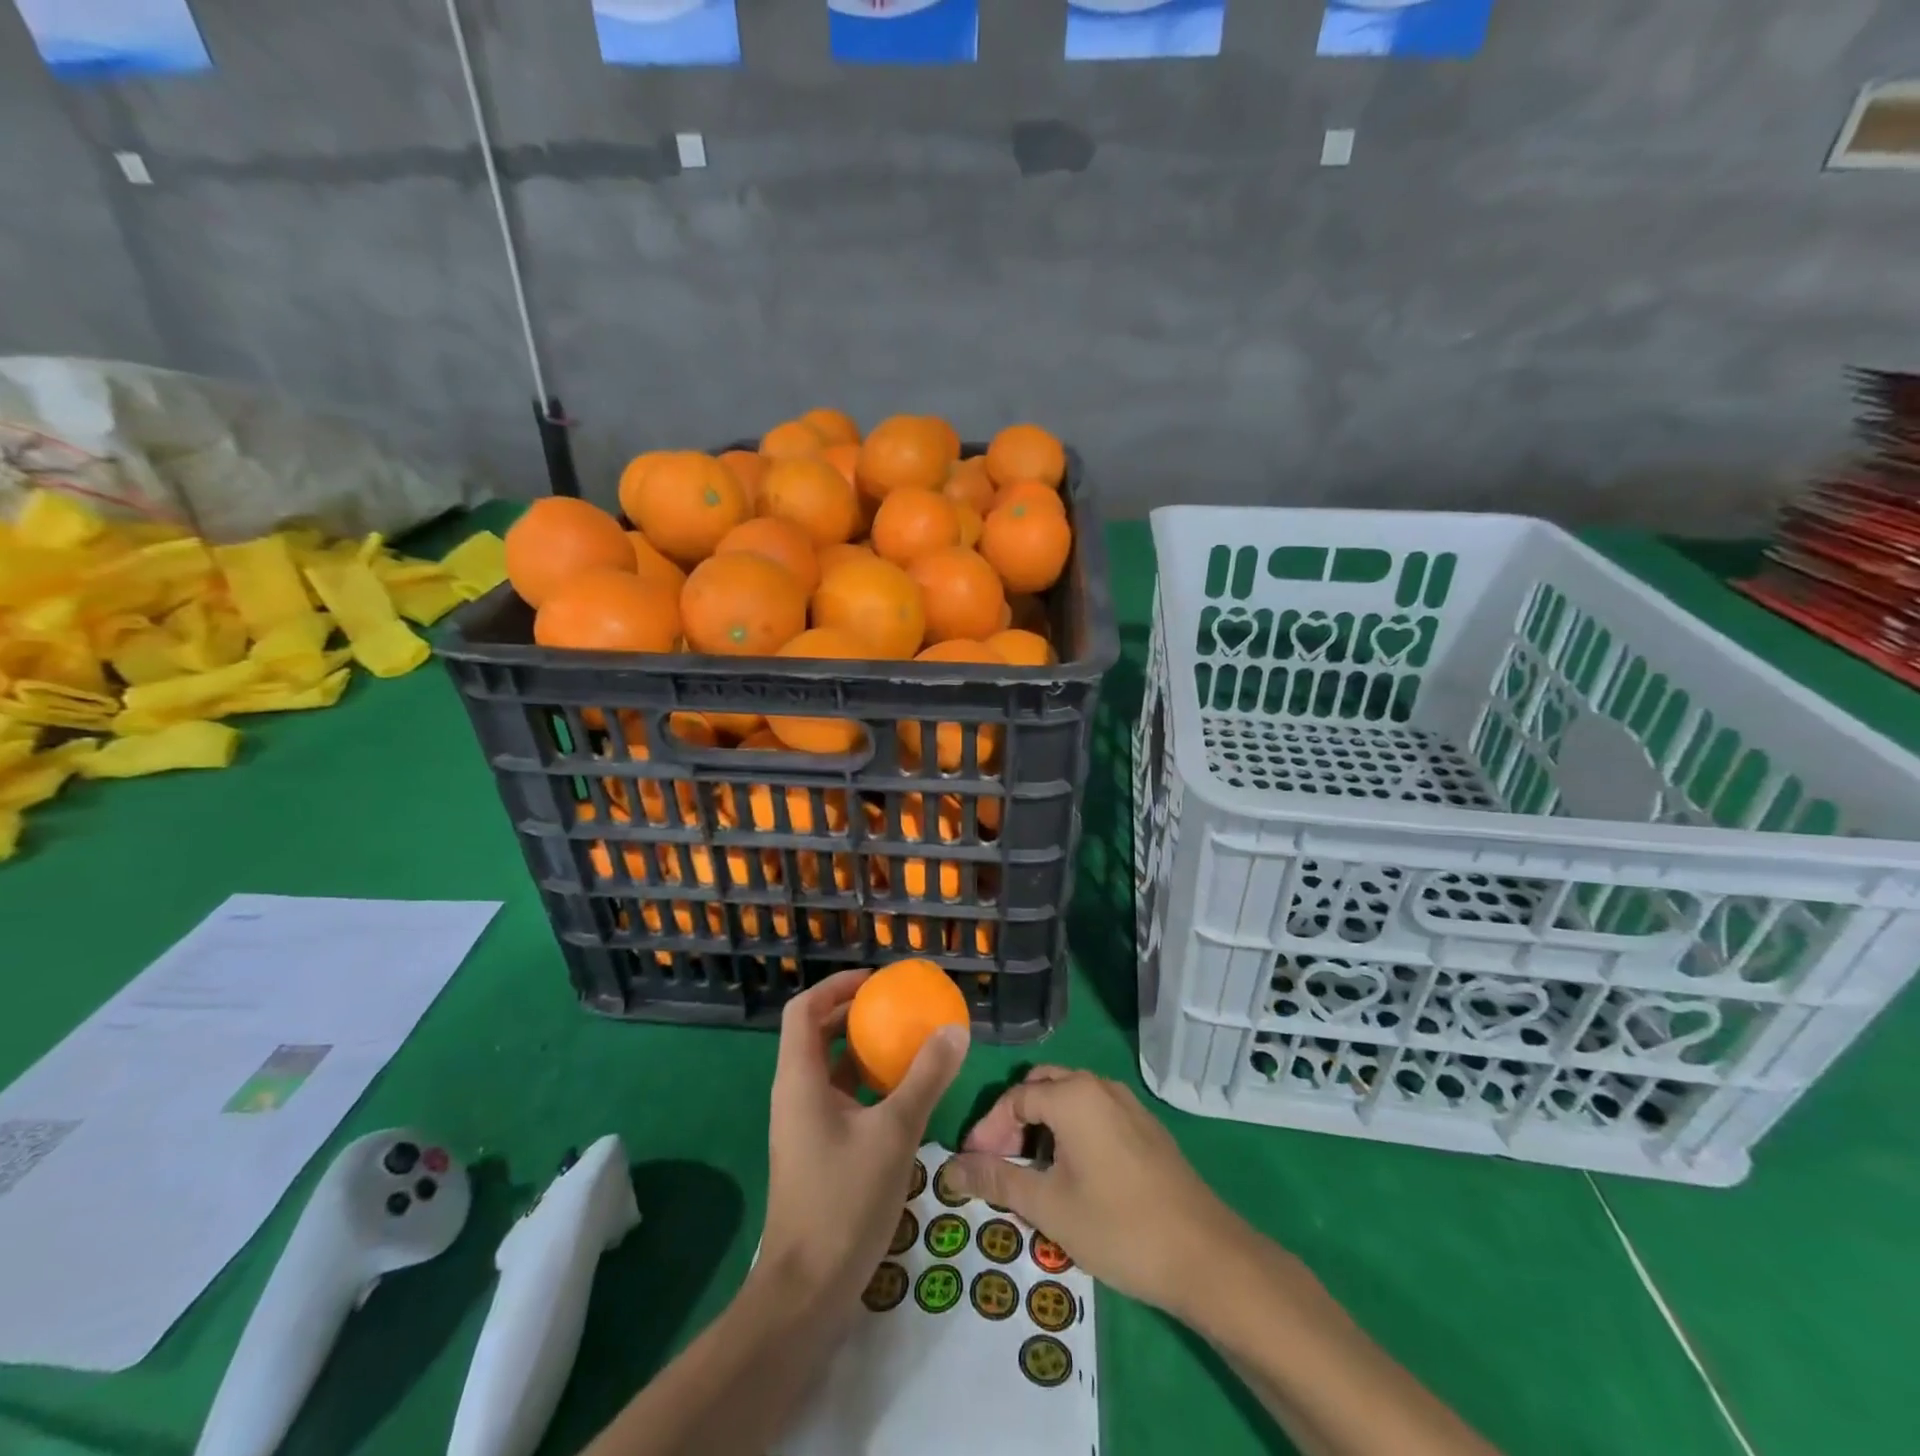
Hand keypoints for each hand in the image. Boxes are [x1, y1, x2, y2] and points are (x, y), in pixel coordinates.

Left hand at [758, 970, 968, 1317]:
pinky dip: (864, 1085)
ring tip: (904, 1045)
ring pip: (828, 1069)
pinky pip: (838, 1099)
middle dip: (853, 1015)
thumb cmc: (844, 1200)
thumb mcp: (895, 1132)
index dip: (835, 986)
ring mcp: (803, 1125)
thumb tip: (954, 1029)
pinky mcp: (815, 1151)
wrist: (807, 1291)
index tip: (875, 982)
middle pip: (815, 1034)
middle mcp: (794, 1094)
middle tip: (896, 1008)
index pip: (803, 1010)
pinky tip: (900, 1097)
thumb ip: (925, 1078)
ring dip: (861, 1051)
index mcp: (799, 1079)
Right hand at [946, 1067, 1249, 1317]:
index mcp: (1072, 1095)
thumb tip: (952, 1168)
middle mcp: (1099, 1086)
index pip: (1014, 1098)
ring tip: (1032, 1173)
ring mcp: (1127, 1104)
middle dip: (1015, 1121)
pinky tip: (1073, 1174)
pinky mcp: (1146, 1126)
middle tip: (1001, 1163)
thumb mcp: (1049, 1207)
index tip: (972, 1165)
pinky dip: (1072, 1130)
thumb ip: (997, 1181)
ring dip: (1044, 1125)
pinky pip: (1095, 1112)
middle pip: (1042, 1087)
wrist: (1204, 1255)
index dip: (988, 1131)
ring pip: (1070, 1098)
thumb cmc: (1117, 1226)